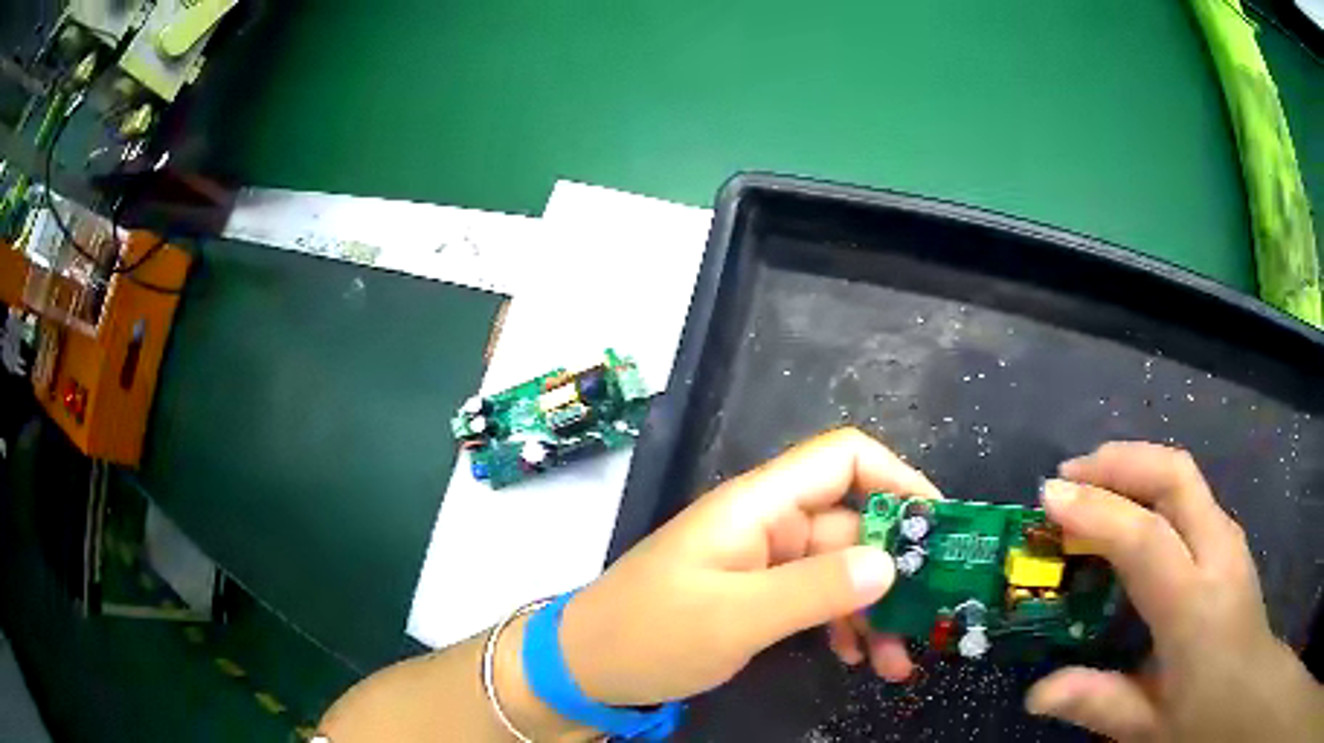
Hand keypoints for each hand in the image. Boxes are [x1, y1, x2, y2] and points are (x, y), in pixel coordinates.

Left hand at [558, 427, 941, 706]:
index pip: (843, 459)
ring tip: (896, 662)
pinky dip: (845, 625)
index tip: (937, 527)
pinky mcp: (759, 596)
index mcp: (758, 506)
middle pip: (854, 526)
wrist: (587, 668)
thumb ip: (814, 590)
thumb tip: (892, 563)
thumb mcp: (734, 618)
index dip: (898, 480)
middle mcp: (768, 525)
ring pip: (843, 571)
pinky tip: (856, 658)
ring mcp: (765, 563)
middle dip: (896, 572)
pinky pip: (819, 599)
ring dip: (875, 610)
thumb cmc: (649, 634)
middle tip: (928, 619)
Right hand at [1029, 442, 1323, 741]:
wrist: (1247, 692)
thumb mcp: (1145, 725)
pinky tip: (1131, 509)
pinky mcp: (1229, 536)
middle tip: (1069, 473)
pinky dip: (1152, 483)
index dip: (1096, 510)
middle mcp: (1217, 552)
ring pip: (1183, 473)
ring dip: (1134, 464)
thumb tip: (1036, 693)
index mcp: (1194, 605)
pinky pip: (1189, 492)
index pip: (1145, 538)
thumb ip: (1096, 702)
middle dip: (1118, 461)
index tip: (1048, 496)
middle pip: (1173, 474)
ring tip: (1090, 481)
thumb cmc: (1200, 715)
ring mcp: (1228, 537)